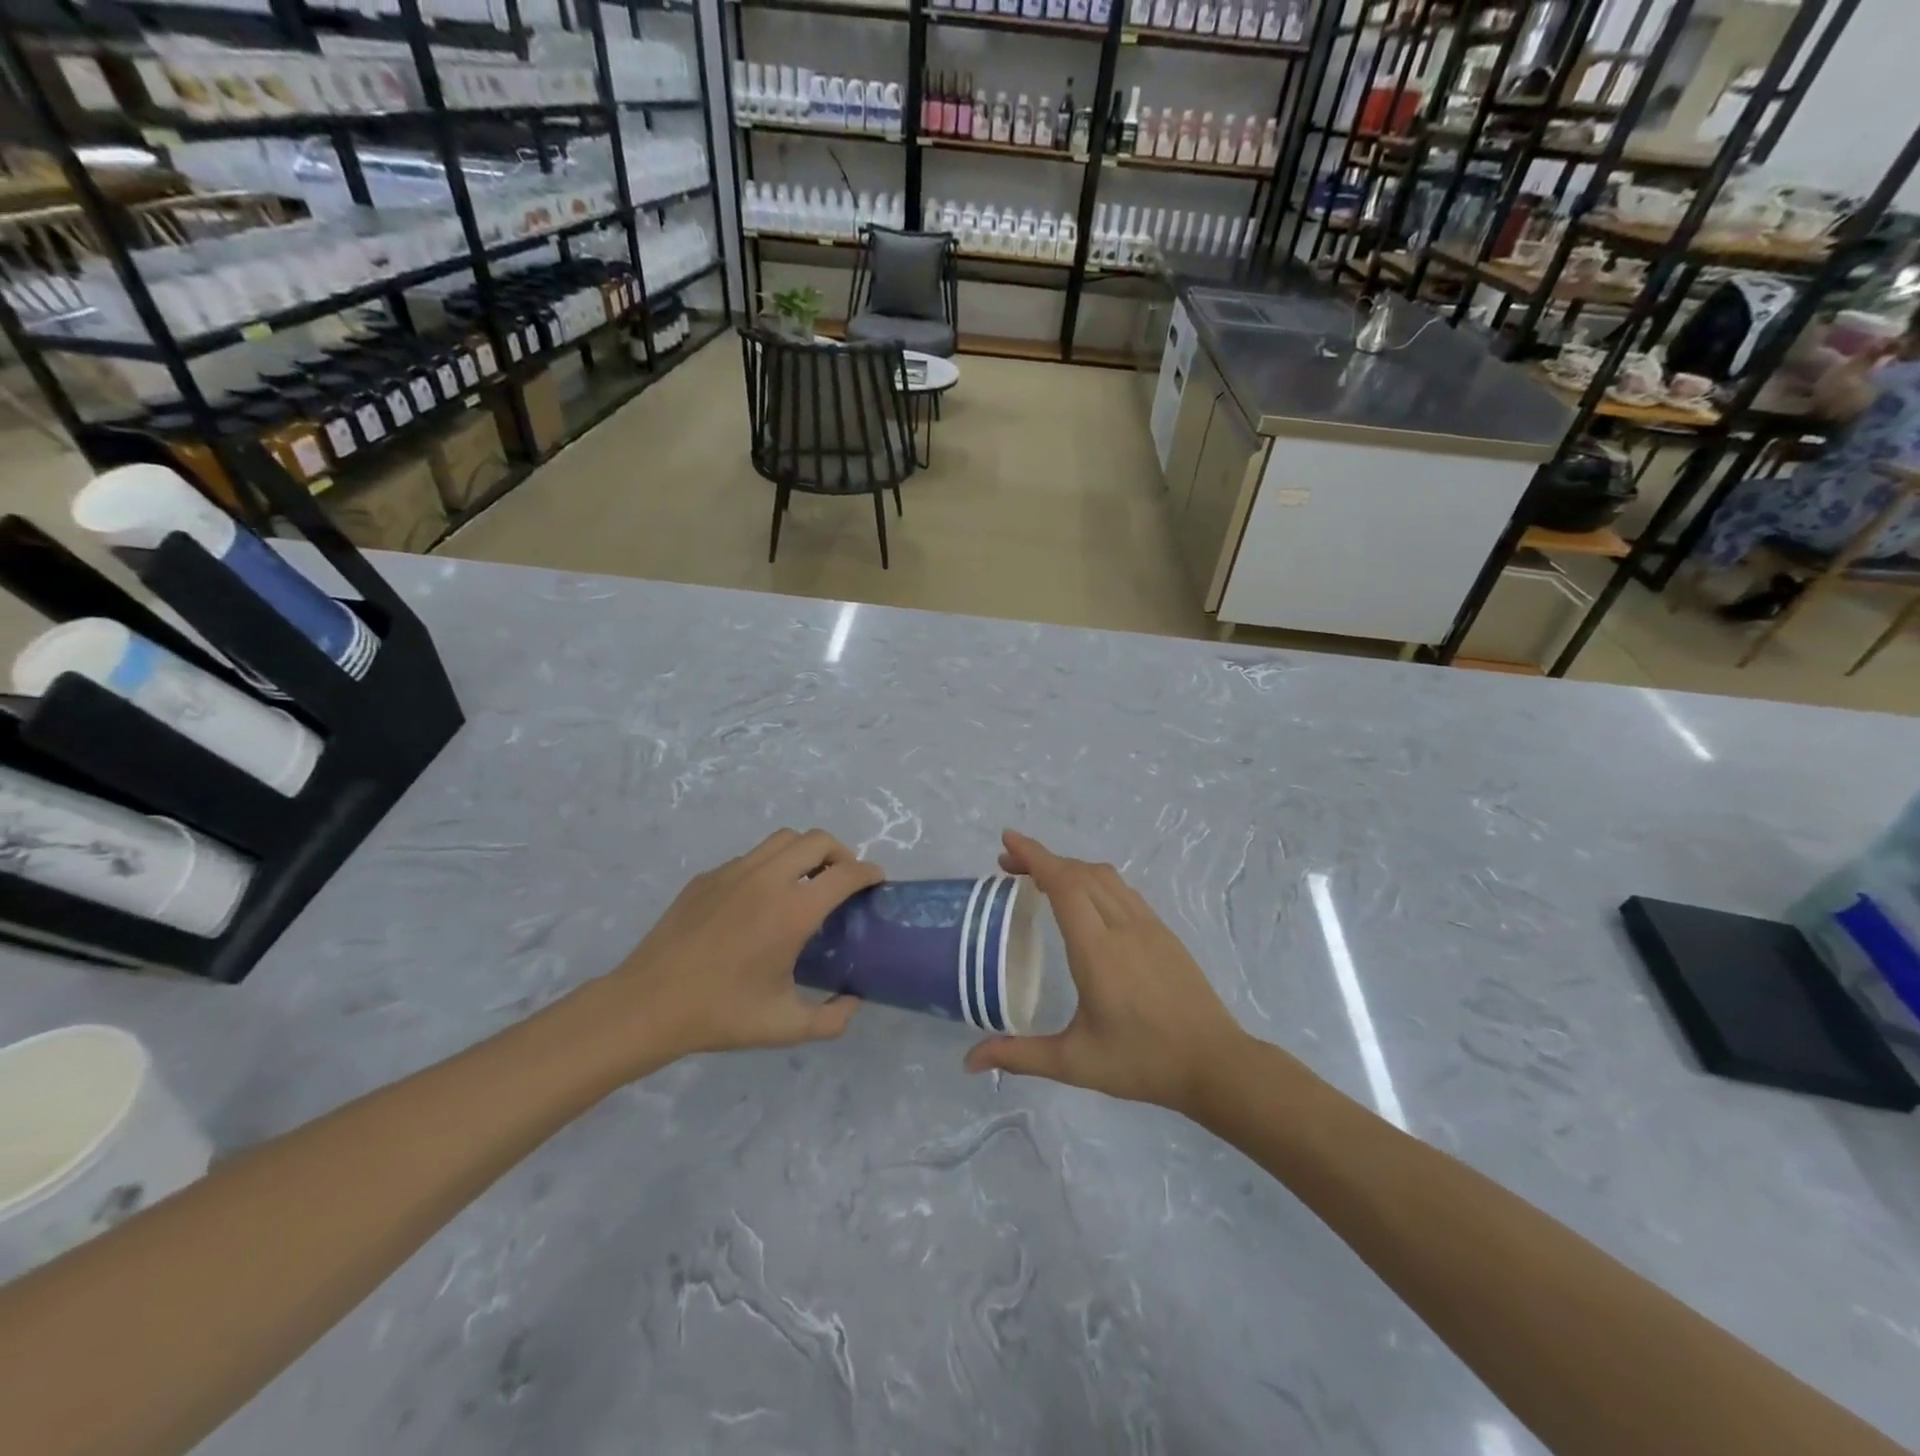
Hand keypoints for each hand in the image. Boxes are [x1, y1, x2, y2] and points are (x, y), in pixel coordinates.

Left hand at [588, 829, 883, 1071]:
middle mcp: (768, 880)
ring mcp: (734, 872)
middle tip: (842, 880)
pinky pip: (751, 857)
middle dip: (840, 852)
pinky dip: (770, 866)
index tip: (877, 881)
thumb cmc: (721, 1014)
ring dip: (805, 852)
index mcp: (793, 912)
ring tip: (805, 881)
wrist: (648, 1005)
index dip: (869, 872)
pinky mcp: (708, 877)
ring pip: (783, 839)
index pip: (845, 873)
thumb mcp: (785, 1027)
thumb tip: (854, 1001)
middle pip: (817, 840)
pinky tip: (760, 900)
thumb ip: (832, 1019)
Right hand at [963, 831, 1246, 1115]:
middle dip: (1042, 859)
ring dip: (1069, 867)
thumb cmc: (1142, 1062)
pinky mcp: (1163, 932)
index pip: (1063, 884)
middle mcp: (1123, 926)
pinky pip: (1122, 890)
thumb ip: (1020, 1056)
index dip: (1034, 856)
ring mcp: (1148, 925)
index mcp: (1097, 950)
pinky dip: (1093, 881)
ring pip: (1104, 877)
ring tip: (1040, 878)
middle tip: (1008, 864)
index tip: (1008, 840)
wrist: (1215, 1063)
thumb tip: (971, 1060)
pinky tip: (1083, 901)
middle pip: (1080, 872)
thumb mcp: (1075, 1062)